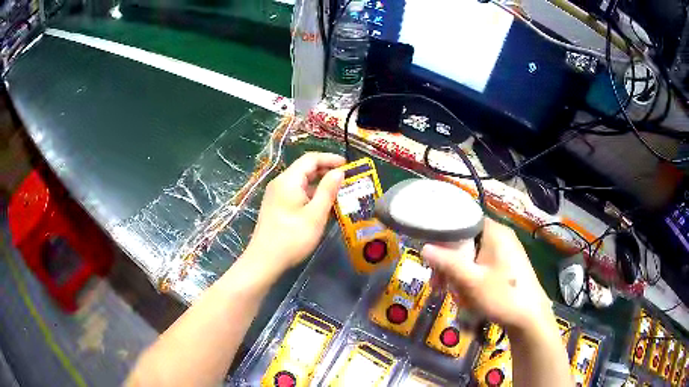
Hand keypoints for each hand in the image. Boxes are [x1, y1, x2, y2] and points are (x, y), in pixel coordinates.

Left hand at [245, 152, 344, 275]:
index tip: (348, 165)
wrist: (264, 261)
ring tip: (339, 193)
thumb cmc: (292, 238)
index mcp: (288, 180)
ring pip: (301, 182)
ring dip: (320, 185)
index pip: (311, 159)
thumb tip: (339, 172)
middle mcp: (280, 183)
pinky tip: (323, 206)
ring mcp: (276, 195)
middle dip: (326, 171)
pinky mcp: (276, 206)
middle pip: (305, 169)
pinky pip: (296, 193)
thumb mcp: (315, 215)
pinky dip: (311, 195)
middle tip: (346, 180)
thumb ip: (328, 190)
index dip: (330, 159)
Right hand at [422, 218, 552, 332]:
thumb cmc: (502, 296)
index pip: (463, 221)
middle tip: (438, 285)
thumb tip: (425, 247)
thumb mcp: (471, 281)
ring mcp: (505, 253)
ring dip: (459, 276)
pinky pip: (482, 267)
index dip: (444, 237)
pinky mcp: (506, 267)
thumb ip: (447, 263)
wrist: (530, 319)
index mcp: (495, 232)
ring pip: (472, 257)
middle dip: (450, 265)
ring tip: (454, 296)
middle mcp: (500, 237)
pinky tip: (467, 298)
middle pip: (466, 242)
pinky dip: (471, 280)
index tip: (432, 258)